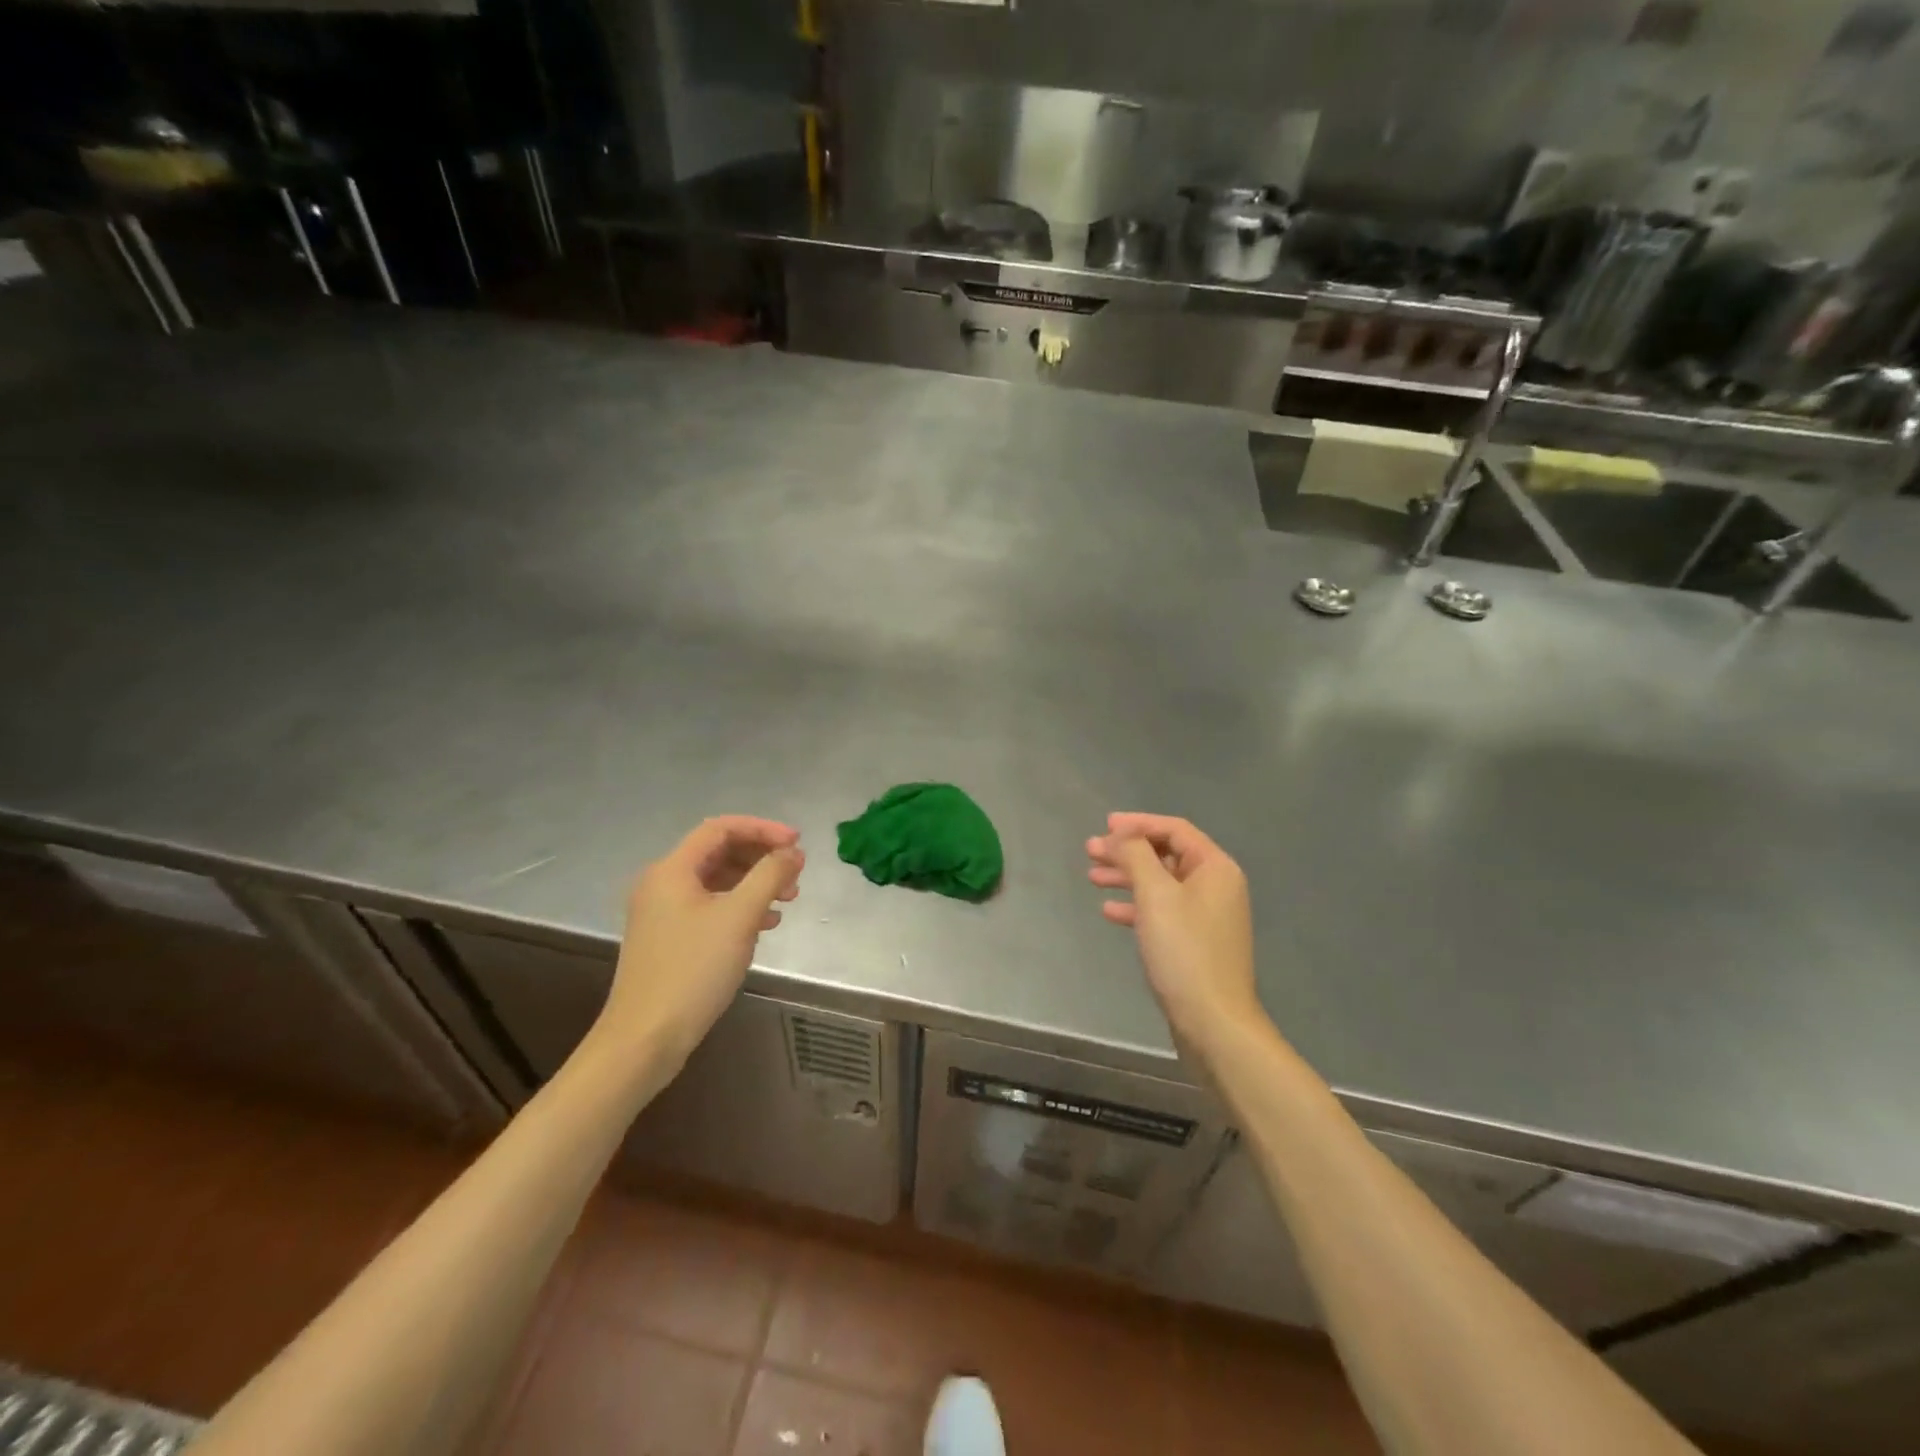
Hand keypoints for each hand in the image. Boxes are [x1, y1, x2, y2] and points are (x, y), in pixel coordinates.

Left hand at [600, 816, 803, 1070]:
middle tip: (795, 874)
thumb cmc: (693, 970)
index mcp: (671, 870)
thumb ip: (770, 876)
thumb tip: (792, 852)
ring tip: (788, 900)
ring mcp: (663, 913)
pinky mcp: (669, 939)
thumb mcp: (739, 917)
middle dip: (761, 857)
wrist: (645, 1039)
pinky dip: (740, 907)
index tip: (797, 844)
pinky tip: (765, 924)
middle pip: (719, 852)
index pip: (721, 828)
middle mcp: (662, 884)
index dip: (763, 829)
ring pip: (717, 881)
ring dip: (755, 883)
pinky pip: (710, 907)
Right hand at [1086, 813, 1265, 1054]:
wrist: (1213, 1021)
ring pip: (1161, 884)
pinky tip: (1109, 911)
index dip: (1138, 823)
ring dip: (1127, 876)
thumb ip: (1136, 856)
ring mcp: (1206, 916)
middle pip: (1165, 855)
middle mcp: (1215, 886)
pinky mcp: (1195, 942)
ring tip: (1092, 877)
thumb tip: (1122, 835)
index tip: (1105, 825)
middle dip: (1127, 850)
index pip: (1174, 830)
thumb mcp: (1156, 895)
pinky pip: (1162, 911)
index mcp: (1215, 868)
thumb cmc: (1184, 951)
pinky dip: (1136, 906)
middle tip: (1090, 850)